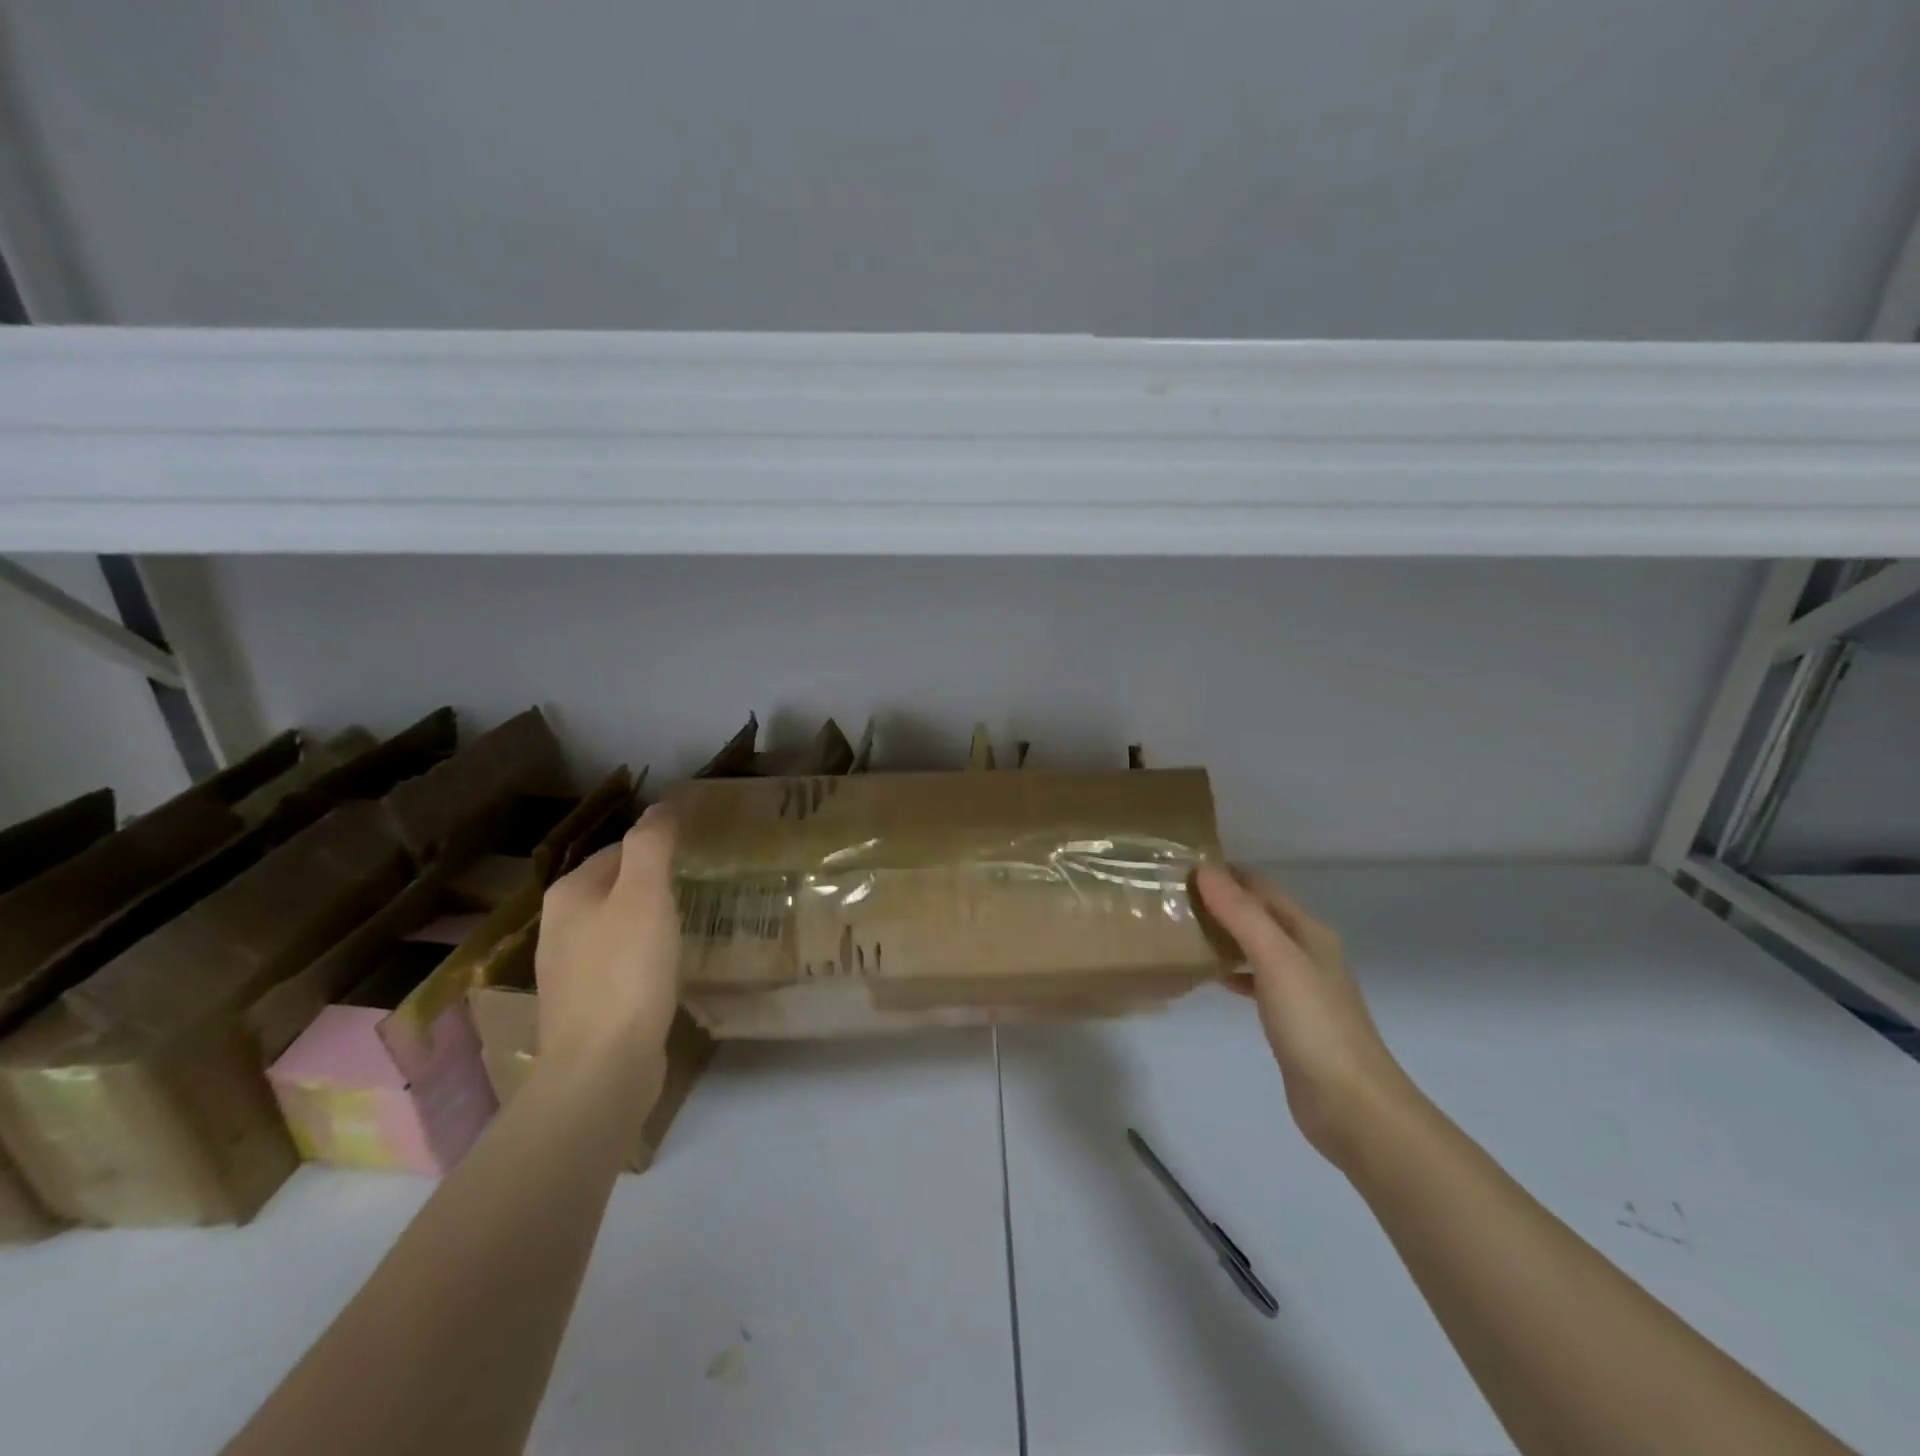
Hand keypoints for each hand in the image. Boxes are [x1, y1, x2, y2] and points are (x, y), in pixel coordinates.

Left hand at [535, 804, 681, 1072]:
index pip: (619, 849)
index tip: (698, 850)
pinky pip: (622, 963)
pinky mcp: (588, 1006)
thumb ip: (652, 844)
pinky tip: (670, 967)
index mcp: (569, 894)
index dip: (658, 844)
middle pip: (616, 887)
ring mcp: (570, 971)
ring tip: (693, 921)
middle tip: (703, 883)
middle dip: (655, 883)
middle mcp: (559, 927)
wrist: (603, 1067)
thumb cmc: (626, 970)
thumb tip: (661, 804)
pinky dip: (647, 956)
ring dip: (652, 920)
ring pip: (619, 927)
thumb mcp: (645, 895)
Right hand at [1195, 864, 1417, 1165]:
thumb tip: (1205, 871)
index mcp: (1308, 932)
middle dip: (1220, 902)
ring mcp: (1300, 988)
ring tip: (1180, 930)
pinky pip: (1254, 980)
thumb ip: (1241, 914)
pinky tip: (1207, 977)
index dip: (1226, 874)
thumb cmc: (1314, 1024)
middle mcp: (1307, 953)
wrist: (1352, 1105)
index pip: (1261, 888)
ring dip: (1223, 935)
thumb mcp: (1276, 959)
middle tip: (1172, 897)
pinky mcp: (1290, 1019)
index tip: (1181, 867)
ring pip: (1254, 947)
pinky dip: (1231, 971)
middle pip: (1259, 914)